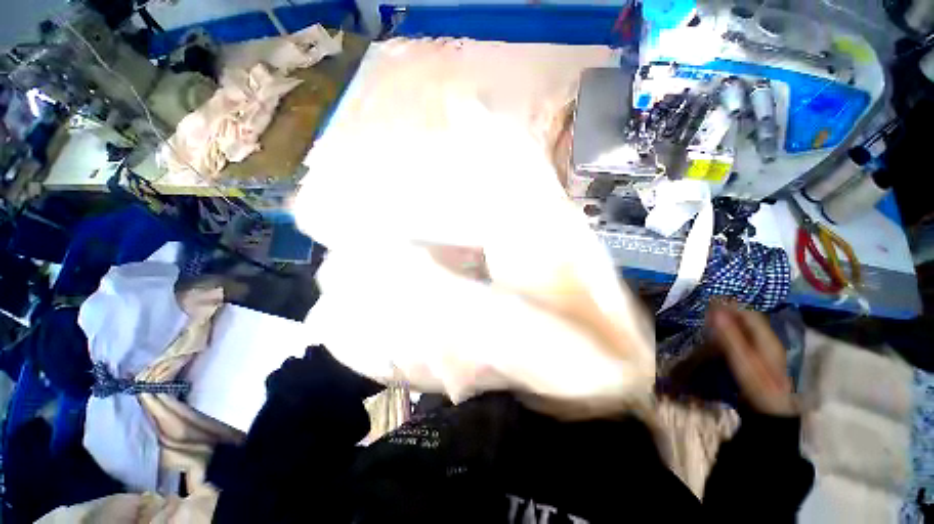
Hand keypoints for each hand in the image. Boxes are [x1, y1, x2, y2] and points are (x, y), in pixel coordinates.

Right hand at [709, 304, 796, 415]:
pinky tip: (721, 334)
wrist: (771, 412)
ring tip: (710, 318)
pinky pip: (745, 337)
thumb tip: (714, 311)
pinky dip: (732, 331)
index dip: (730, 304)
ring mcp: (765, 349)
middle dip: (729, 310)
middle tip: (707, 307)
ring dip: (730, 320)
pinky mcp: (759, 357)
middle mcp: (768, 340)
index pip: (749, 313)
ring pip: (747, 327)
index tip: (709, 299)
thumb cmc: (757, 385)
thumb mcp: (742, 361)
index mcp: (767, 338)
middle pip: (749, 319)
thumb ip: (729, 335)